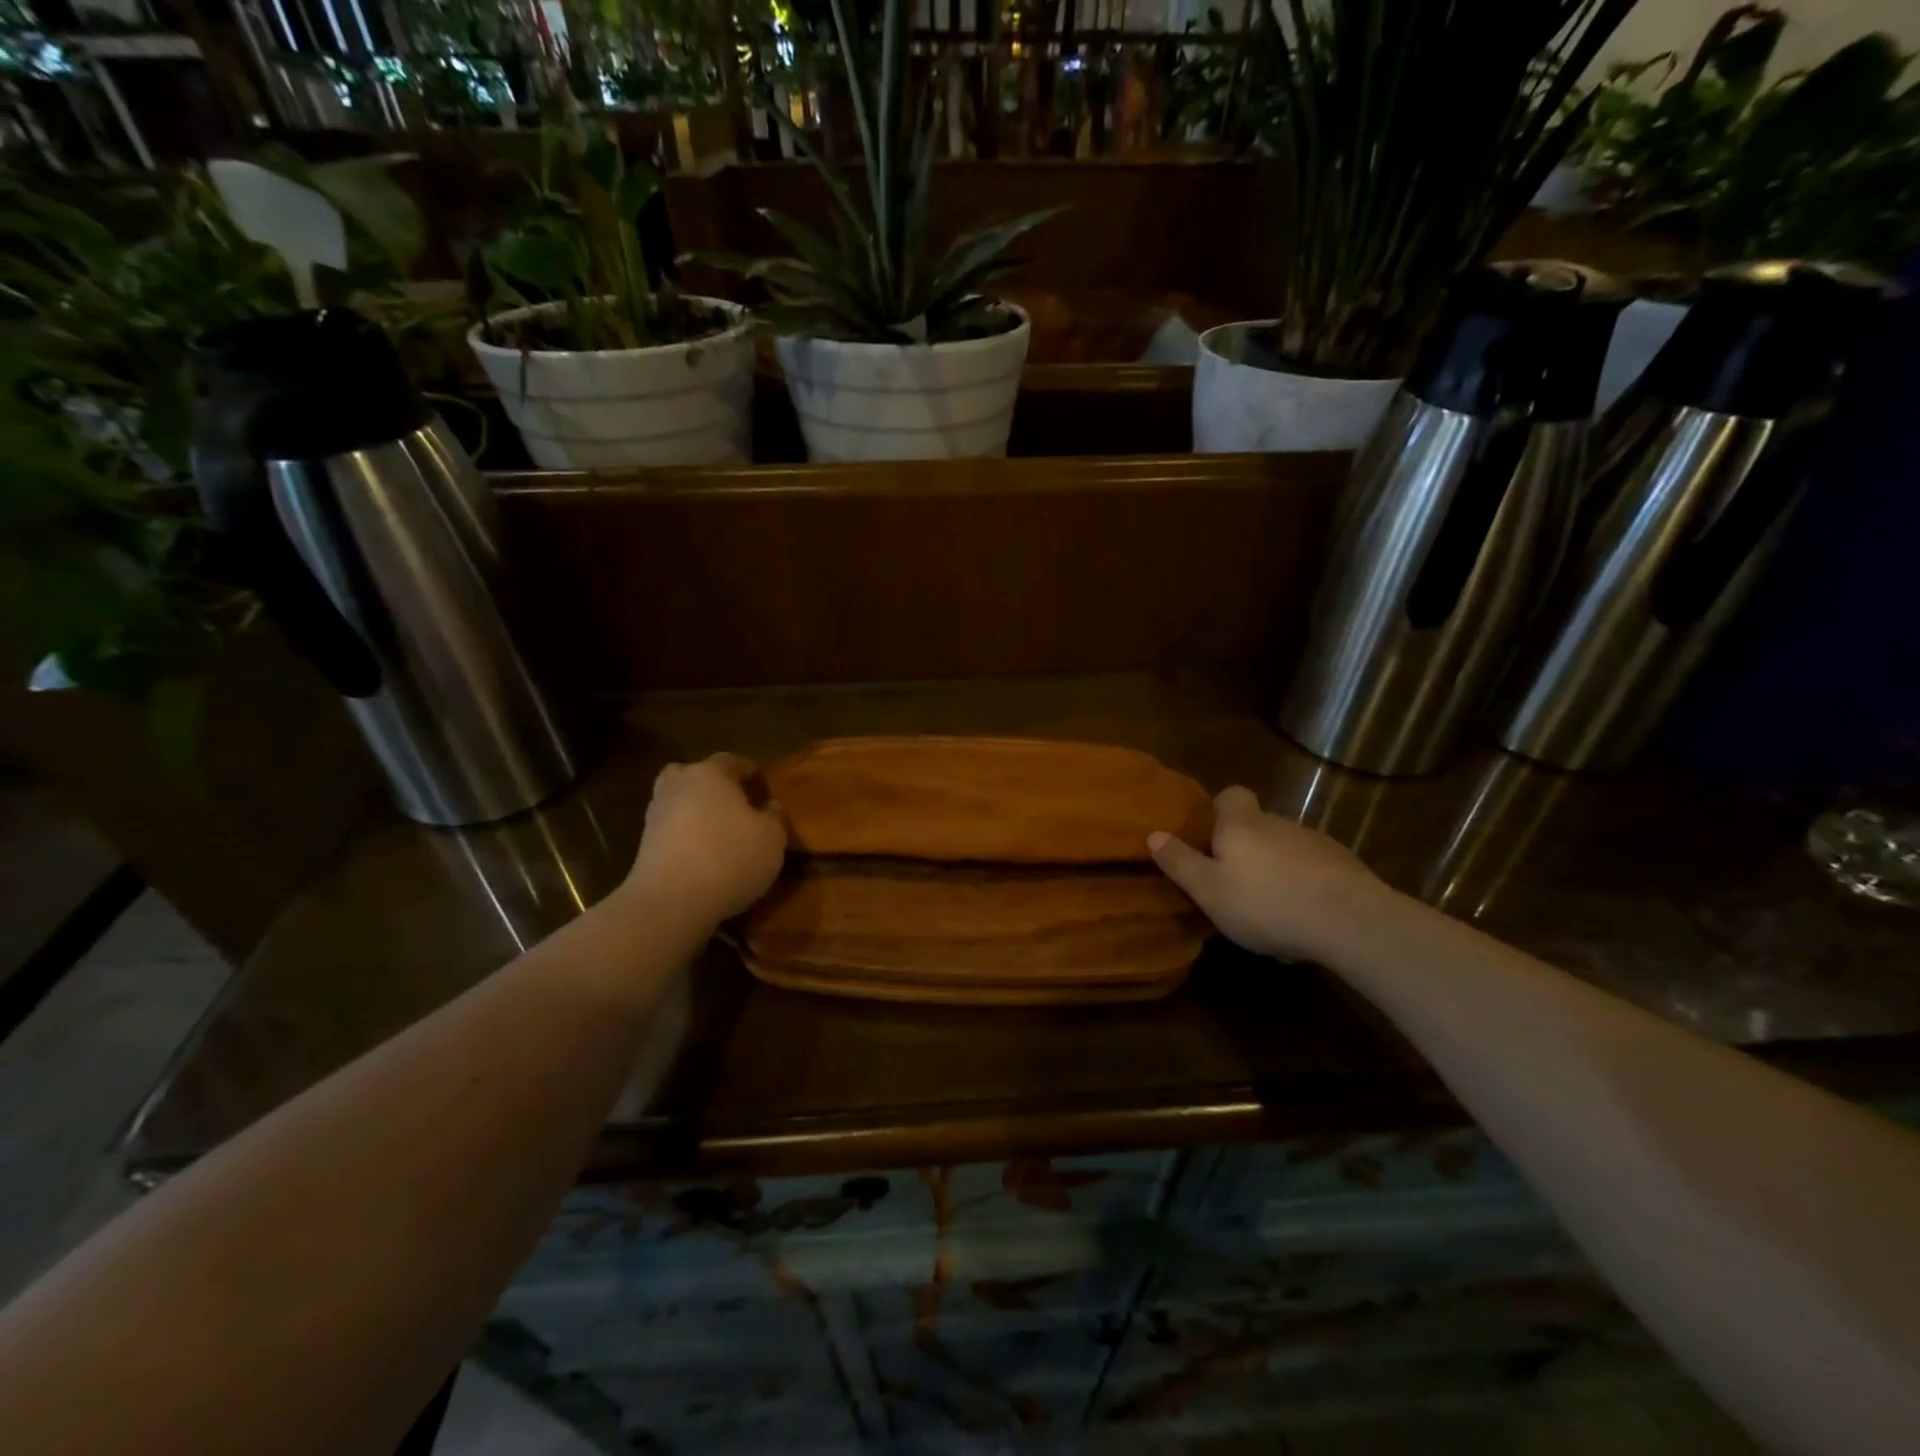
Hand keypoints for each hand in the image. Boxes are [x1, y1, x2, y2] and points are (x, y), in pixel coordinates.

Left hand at [628, 753, 787, 925]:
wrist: (670, 902)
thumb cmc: (730, 857)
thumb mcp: (773, 837)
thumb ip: (775, 816)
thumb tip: (768, 807)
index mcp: (710, 773)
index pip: (733, 761)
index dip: (751, 774)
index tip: (765, 791)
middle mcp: (678, 786)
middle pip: (695, 776)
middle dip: (713, 788)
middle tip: (735, 808)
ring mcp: (656, 816)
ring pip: (680, 804)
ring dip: (697, 814)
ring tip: (721, 837)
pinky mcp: (644, 846)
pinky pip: (672, 832)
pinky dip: (686, 839)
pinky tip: (704, 858)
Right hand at [1148, 786, 1389, 961]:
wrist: (1350, 921)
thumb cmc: (1265, 902)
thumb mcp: (1208, 889)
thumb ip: (1180, 862)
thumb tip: (1153, 834)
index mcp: (1242, 824)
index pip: (1231, 794)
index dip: (1220, 809)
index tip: (1210, 836)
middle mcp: (1279, 823)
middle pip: (1258, 824)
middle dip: (1246, 847)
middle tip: (1233, 883)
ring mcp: (1316, 843)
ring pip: (1286, 850)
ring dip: (1276, 870)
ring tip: (1269, 910)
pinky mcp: (1345, 868)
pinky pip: (1314, 872)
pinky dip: (1305, 888)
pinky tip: (1303, 920)